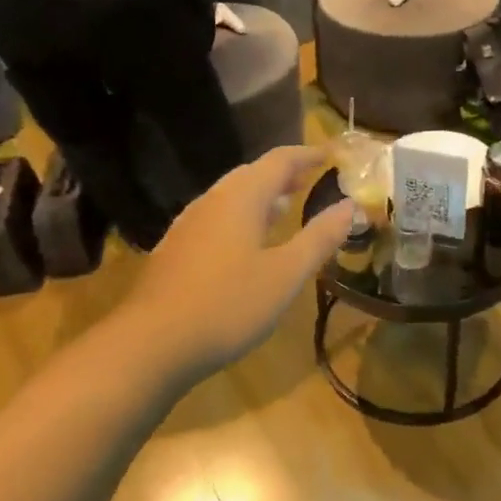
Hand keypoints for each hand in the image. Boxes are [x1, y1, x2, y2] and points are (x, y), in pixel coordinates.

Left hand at [125, 146, 352, 380]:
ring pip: (230, 197)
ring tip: (284, 208)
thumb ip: (319, 238)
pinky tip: (246, 246)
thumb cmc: (227, 305)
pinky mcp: (175, 250)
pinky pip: (216, 219)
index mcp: (241, 198)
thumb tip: (350, 206)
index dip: (307, 155)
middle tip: (309, 180)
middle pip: (251, 175)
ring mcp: (188, 226)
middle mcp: (212, 201)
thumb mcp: (286, 274)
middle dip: (282, 174)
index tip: (330, 155)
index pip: (279, 160)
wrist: (150, 345)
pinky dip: (241, 218)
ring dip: (260, 196)